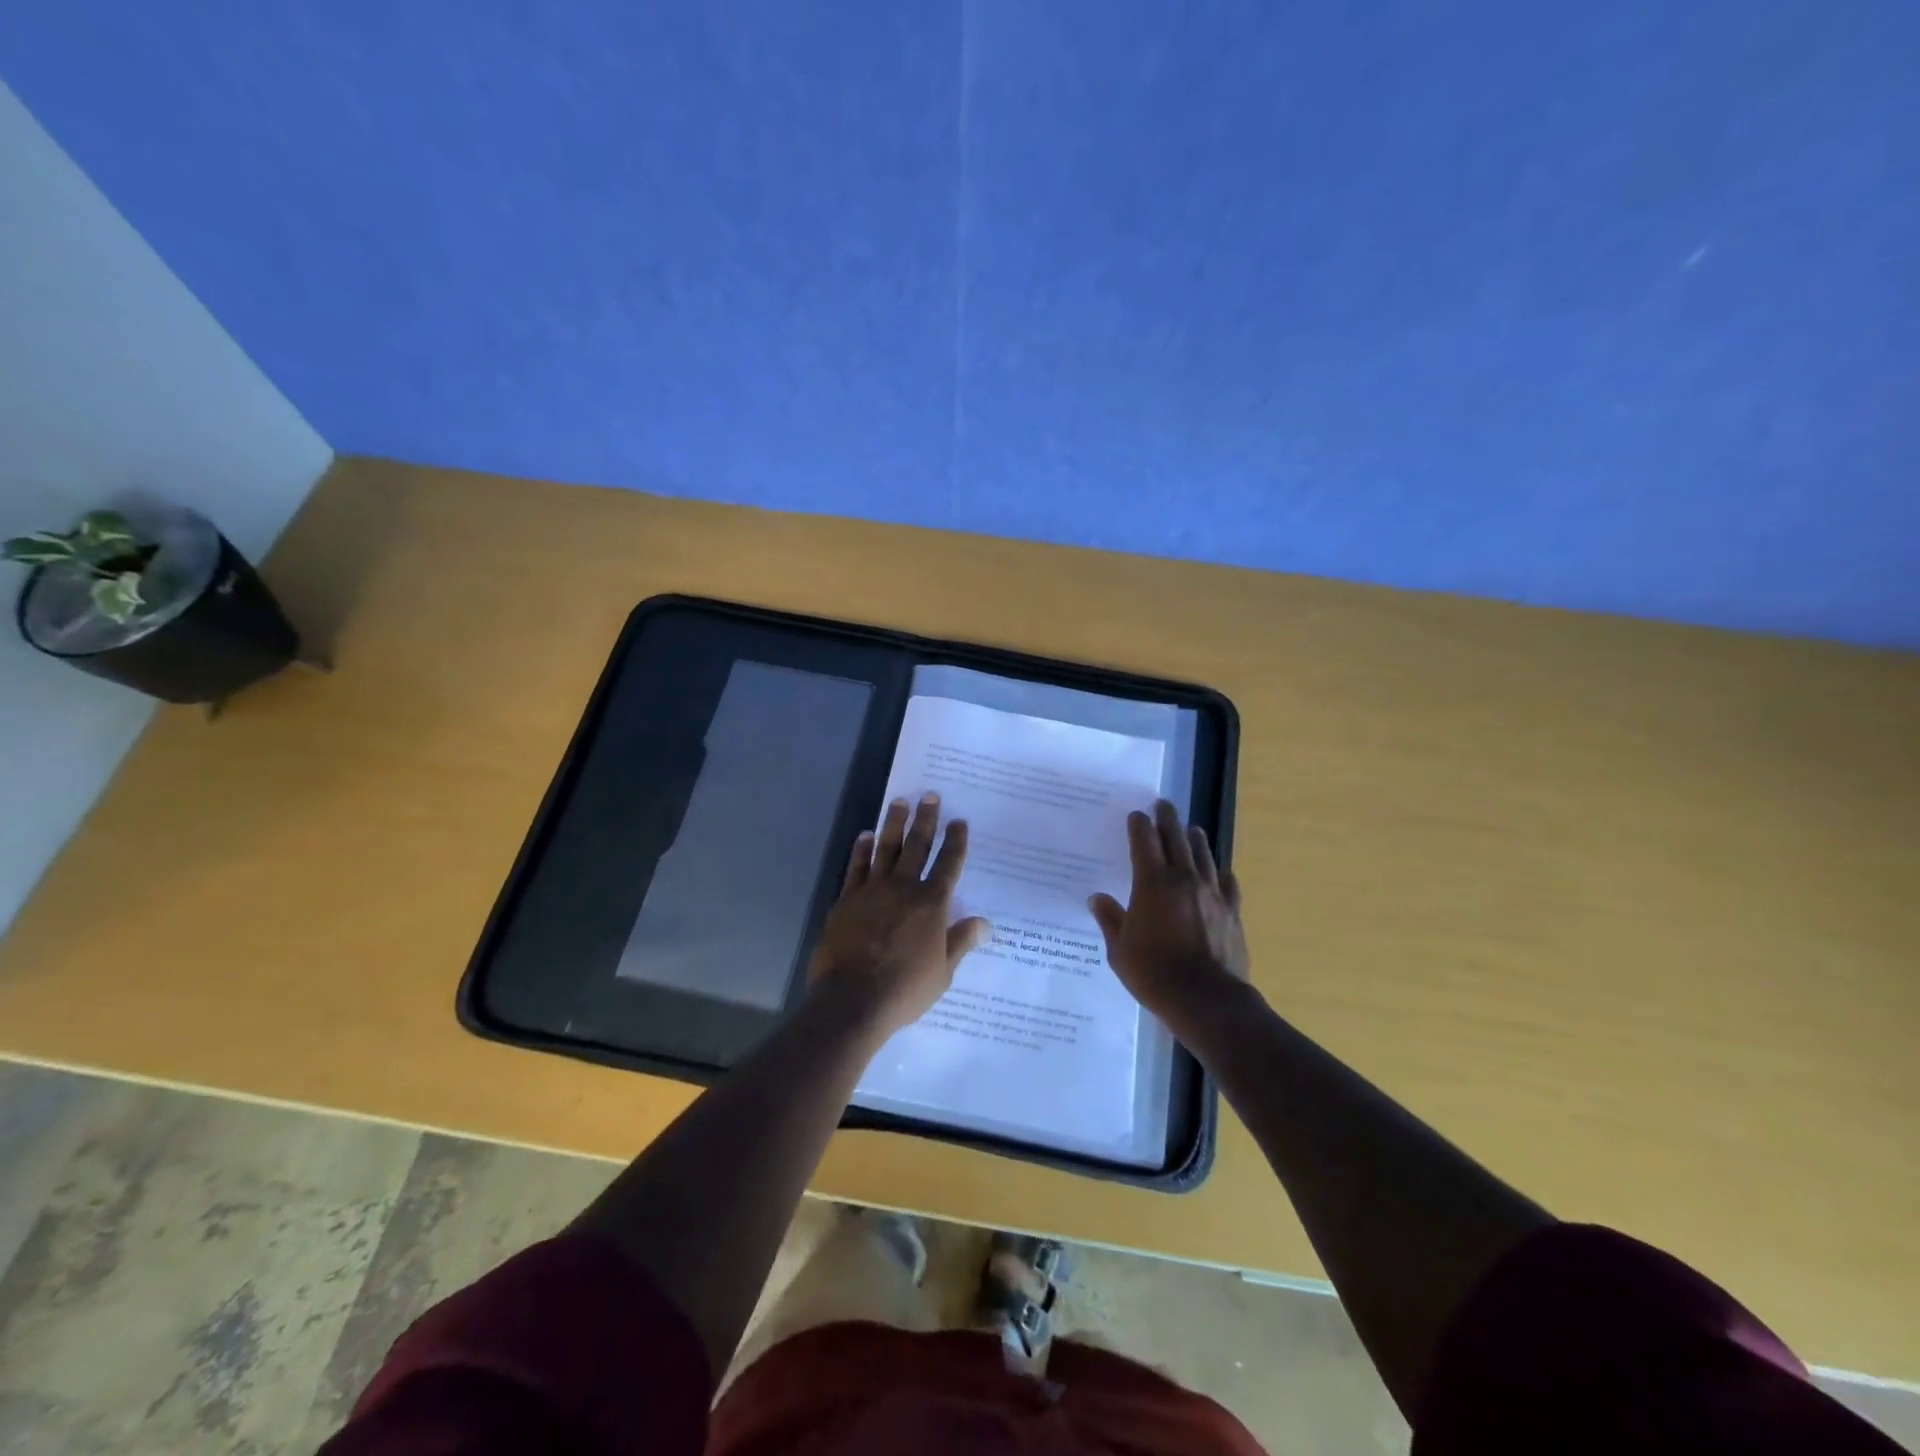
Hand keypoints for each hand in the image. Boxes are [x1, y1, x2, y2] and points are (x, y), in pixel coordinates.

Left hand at [808, 792, 990, 1037]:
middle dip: (926, 820)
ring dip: (894, 824)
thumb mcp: (943, 971)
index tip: (959, 821)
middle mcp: (904, 888)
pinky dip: (862, 850)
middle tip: (930, 796)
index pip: (948, 864)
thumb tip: (985, 923)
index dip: (955, 841)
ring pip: (886, 848)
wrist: (852, 999)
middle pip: (917, 846)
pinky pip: (856, 867)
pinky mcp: (847, 899)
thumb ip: (961, 941)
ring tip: (899, 802)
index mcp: (932, 904)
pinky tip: (865, 836)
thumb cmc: (905, 989)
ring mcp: (873, 890)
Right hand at [1089, 800, 1249, 1037]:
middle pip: (1176, 839)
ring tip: (1192, 829)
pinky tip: (1220, 871)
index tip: (1136, 815)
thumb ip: (1110, 919)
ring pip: (1204, 856)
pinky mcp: (1232, 912)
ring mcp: (1212, 894)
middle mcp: (1184, 879)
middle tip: (1164, 805)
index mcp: (1152, 883)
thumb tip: (1096, 898)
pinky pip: (1228, 884)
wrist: (1206, 999)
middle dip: (1168, 820)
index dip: (1139, 825)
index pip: (1144, 842)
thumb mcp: (1119, 949)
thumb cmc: (1154, 973)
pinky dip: (1220, 872)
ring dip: (1195, 839)